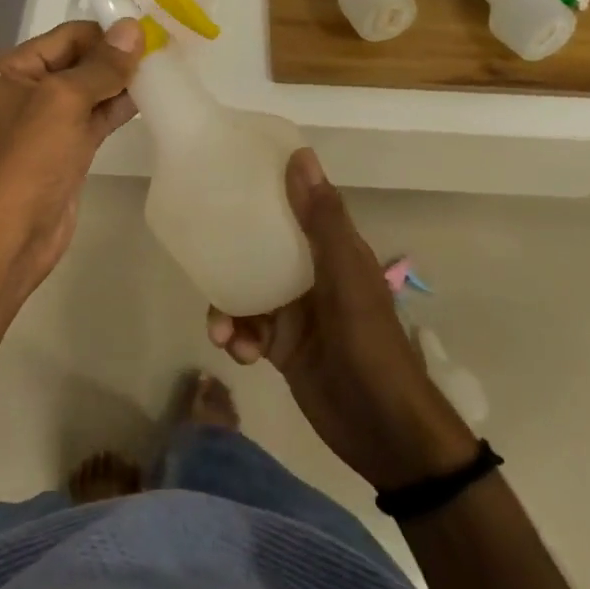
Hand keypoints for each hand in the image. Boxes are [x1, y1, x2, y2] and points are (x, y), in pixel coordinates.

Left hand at [0, 19, 143, 281]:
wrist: (11, 236)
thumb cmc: (28, 159)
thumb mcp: (63, 101)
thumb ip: (102, 65)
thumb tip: (133, 27)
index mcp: (6, 70)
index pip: (64, 37)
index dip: (105, 35)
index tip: (148, 34)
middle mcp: (21, 90)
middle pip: (77, 61)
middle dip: (115, 58)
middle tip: (162, 51)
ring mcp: (42, 123)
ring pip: (88, 91)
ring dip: (121, 82)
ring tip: (162, 71)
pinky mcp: (63, 149)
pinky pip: (93, 118)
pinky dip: (118, 107)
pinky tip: (150, 98)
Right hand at [207, 149, 477, 492]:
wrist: (386, 433)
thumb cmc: (370, 346)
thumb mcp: (346, 278)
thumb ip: (322, 220)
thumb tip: (300, 155)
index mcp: (331, 251)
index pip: (293, 206)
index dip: (264, 189)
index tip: (226, 175)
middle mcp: (310, 275)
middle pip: (259, 249)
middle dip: (229, 255)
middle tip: (202, 258)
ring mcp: (294, 313)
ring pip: (245, 292)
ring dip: (227, 308)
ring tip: (221, 330)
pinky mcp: (281, 348)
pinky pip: (246, 330)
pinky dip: (236, 338)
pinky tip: (238, 352)